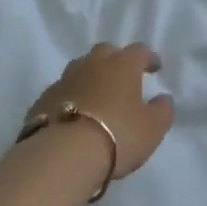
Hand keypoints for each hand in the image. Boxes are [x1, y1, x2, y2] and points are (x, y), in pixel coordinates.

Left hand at [27, 43, 175, 184]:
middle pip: (105, 51)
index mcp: (121, 66)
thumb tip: (163, 98)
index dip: (148, 57)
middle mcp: (92, 65)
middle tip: (123, 76)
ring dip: (90, 75)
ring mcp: (64, 80)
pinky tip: (74, 112)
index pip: (138, 51)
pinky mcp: (43, 99)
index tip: (154, 67)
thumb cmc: (117, 135)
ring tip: (97, 94)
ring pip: (80, 67)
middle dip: (116, 59)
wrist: (63, 154)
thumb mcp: (152, 128)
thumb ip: (162, 110)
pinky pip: (62, 90)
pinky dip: (71, 96)